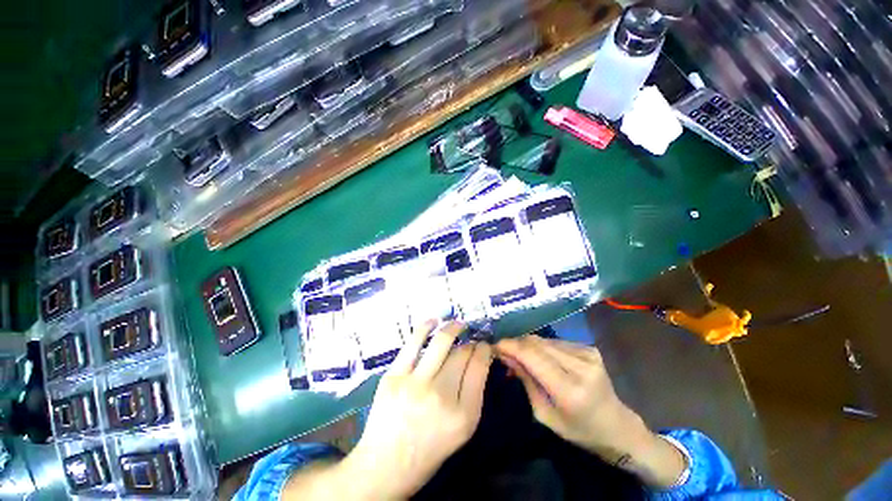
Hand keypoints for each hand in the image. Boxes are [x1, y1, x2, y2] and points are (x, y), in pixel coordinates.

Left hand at [341, 321, 493, 498]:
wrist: (386, 465)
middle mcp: (441, 395)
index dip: (484, 349)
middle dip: (470, 342)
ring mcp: (415, 383)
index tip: (484, 345)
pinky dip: (426, 326)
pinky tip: (434, 321)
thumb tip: (478, 358)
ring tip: (458, 324)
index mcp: (463, 414)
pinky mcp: (394, 375)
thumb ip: (474, 393)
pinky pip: (413, 342)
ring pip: (441, 342)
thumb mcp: (463, 429)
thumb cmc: (430, 449)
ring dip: (453, 327)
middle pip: (462, 353)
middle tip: (470, 339)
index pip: (479, 367)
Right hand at [495, 335, 636, 456]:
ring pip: (545, 340)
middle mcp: (581, 366)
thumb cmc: (578, 429)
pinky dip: (541, 347)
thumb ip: (526, 381)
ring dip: (528, 345)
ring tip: (518, 354)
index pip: (534, 357)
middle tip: (503, 350)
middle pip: (538, 344)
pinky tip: (537, 356)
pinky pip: (555, 342)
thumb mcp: (545, 414)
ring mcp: (587, 354)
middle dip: (516, 344)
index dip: (511, 347)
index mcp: (570, 390)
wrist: (616, 426)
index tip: (495, 345)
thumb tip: (506, 356)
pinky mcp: (589, 348)